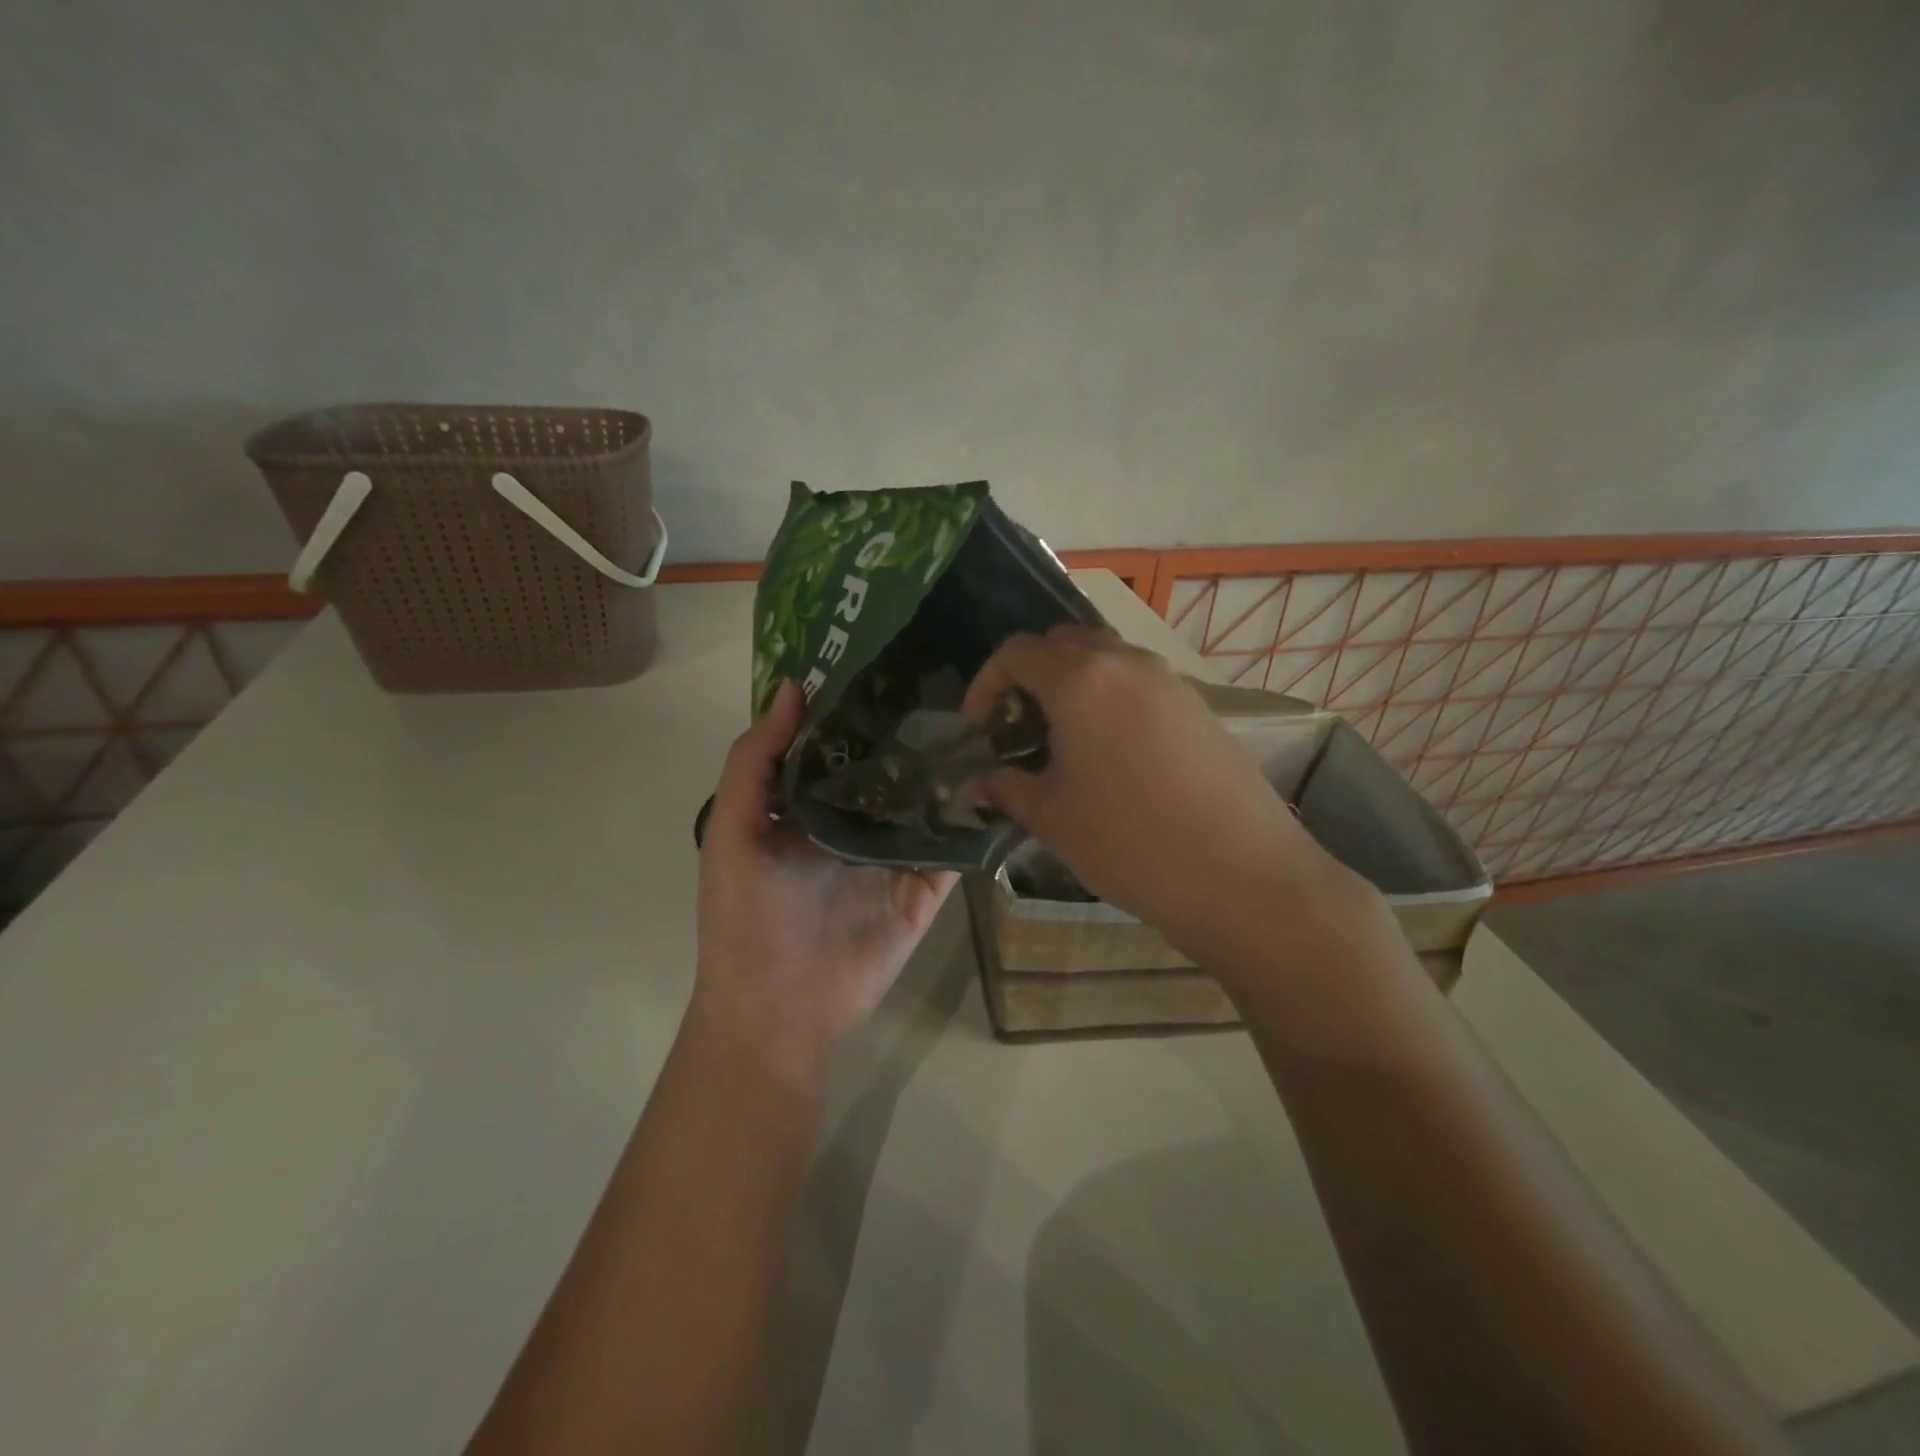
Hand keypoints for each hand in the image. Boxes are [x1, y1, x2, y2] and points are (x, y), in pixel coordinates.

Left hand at [692, 681, 957, 1077]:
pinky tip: (1003, 775)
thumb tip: (792, 687)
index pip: (839, 742)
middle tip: (953, 672)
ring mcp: (895, 853)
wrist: (778, 1010)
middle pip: (890, 764)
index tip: (889, 653)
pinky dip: (976, 816)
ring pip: (928, 798)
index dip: (857, 703)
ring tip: (987, 709)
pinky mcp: (927, 886)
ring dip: (951, 764)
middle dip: (912, 726)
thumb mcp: (733, 830)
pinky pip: (955, 845)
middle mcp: (855, 821)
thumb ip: (754, 760)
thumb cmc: (744, 916)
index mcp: (809, 804)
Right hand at [962, 626, 1363, 970]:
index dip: (986, 685)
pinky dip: (1108, 699)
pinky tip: (1110, 755)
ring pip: (1104, 659)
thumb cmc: (1130, 842)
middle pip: (1062, 643)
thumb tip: (977, 782)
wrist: (1242, 876)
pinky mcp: (1198, 706)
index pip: (1016, 652)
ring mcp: (1169, 681)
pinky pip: (1138, 683)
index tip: (978, 730)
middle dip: (1029, 677)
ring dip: (1071, 686)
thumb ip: (1005, 788)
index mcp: (1081, 679)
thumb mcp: (1052, 817)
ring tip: (1062, 744)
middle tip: (1018, 729)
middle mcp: (1126, 662)